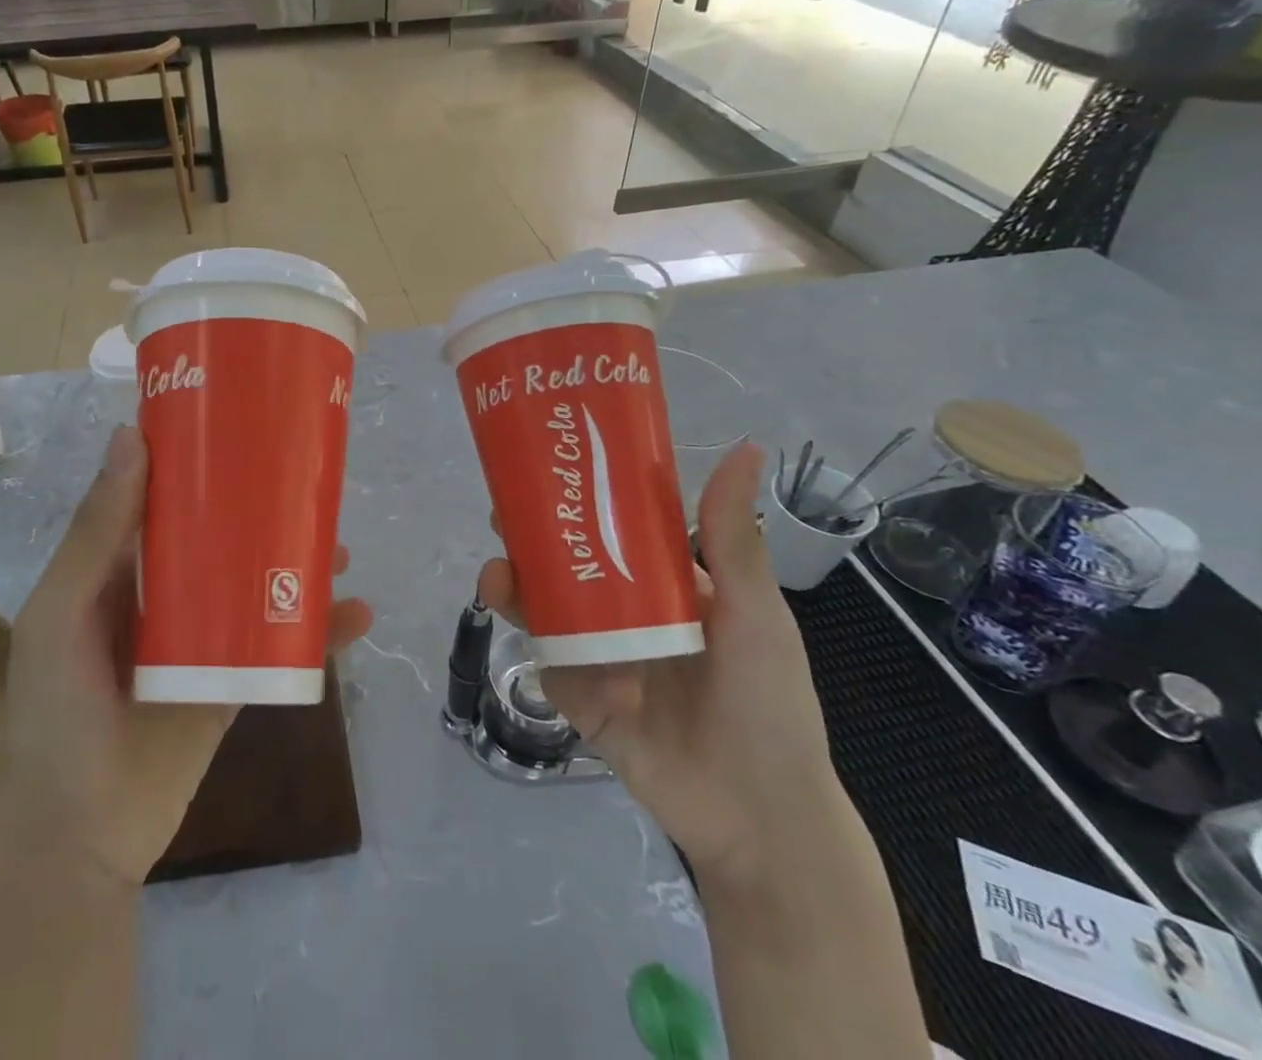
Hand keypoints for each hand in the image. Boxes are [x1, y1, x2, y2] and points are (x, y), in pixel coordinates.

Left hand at [0, 425, 373, 886]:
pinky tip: (357, 614)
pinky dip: (319, 630)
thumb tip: (131, 436)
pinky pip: (281, 644)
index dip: (197, 462)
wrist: (75, 835)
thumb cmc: (55, 709)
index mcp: (118, 567)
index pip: (162, 498)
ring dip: (298, 565)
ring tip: (340, 547)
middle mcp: (163, 594)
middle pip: (220, 538)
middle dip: (262, 512)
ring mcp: (203, 638)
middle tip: (307, 485)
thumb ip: (99, 531)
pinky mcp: (233, 681)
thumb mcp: (64, 610)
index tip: (242, 425)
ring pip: (256, 585)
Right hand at [478, 441, 839, 885]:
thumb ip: (734, 536)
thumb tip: (747, 447)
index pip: (616, 528)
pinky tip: (511, 613)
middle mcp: (625, 612)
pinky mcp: (576, 693)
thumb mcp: (754, 611)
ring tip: (497, 571)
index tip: (551, 466)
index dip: (583, 496)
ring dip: (514, 581)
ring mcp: (597, 653)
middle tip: (503, 513)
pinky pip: (543, 655)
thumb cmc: (765, 700)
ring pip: (544, 605)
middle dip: (532, 536)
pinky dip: (526, 633)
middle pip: (568, 562)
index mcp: (667, 586)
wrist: (756, 814)